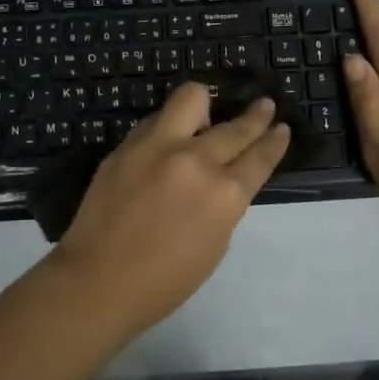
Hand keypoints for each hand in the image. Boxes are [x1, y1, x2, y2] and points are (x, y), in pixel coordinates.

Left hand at [54, 83, 290, 326]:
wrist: (97, 281)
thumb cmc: (164, 281)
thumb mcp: (214, 244)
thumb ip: (224, 204)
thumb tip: (222, 180)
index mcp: (226, 194)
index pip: (260, 156)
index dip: (274, 141)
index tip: (281, 129)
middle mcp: (197, 160)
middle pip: (235, 127)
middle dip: (256, 117)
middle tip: (264, 107)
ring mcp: (158, 146)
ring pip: (192, 98)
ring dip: (206, 106)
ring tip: (207, 114)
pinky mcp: (128, 145)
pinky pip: (157, 120)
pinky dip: (169, 125)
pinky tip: (169, 139)